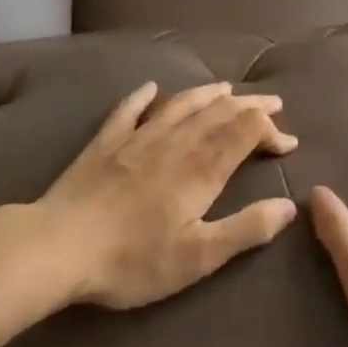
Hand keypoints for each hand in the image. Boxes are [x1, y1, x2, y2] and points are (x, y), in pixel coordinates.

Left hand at [38, 81, 298, 308]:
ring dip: (208, 94)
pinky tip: (150, 88)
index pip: (246, 133)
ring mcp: (138, 138)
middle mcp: (176, 142)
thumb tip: (288, 207)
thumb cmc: (133, 259)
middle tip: (273, 103)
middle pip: (220, 113)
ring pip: (181, 104)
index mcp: (202, 168)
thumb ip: (246, 229)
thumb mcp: (199, 256)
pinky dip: (143, 96)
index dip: (270, 131)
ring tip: (227, 88)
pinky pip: (128, 110)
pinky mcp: (105, 142)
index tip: (288, 143)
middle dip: (250, 106)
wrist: (59, 247)